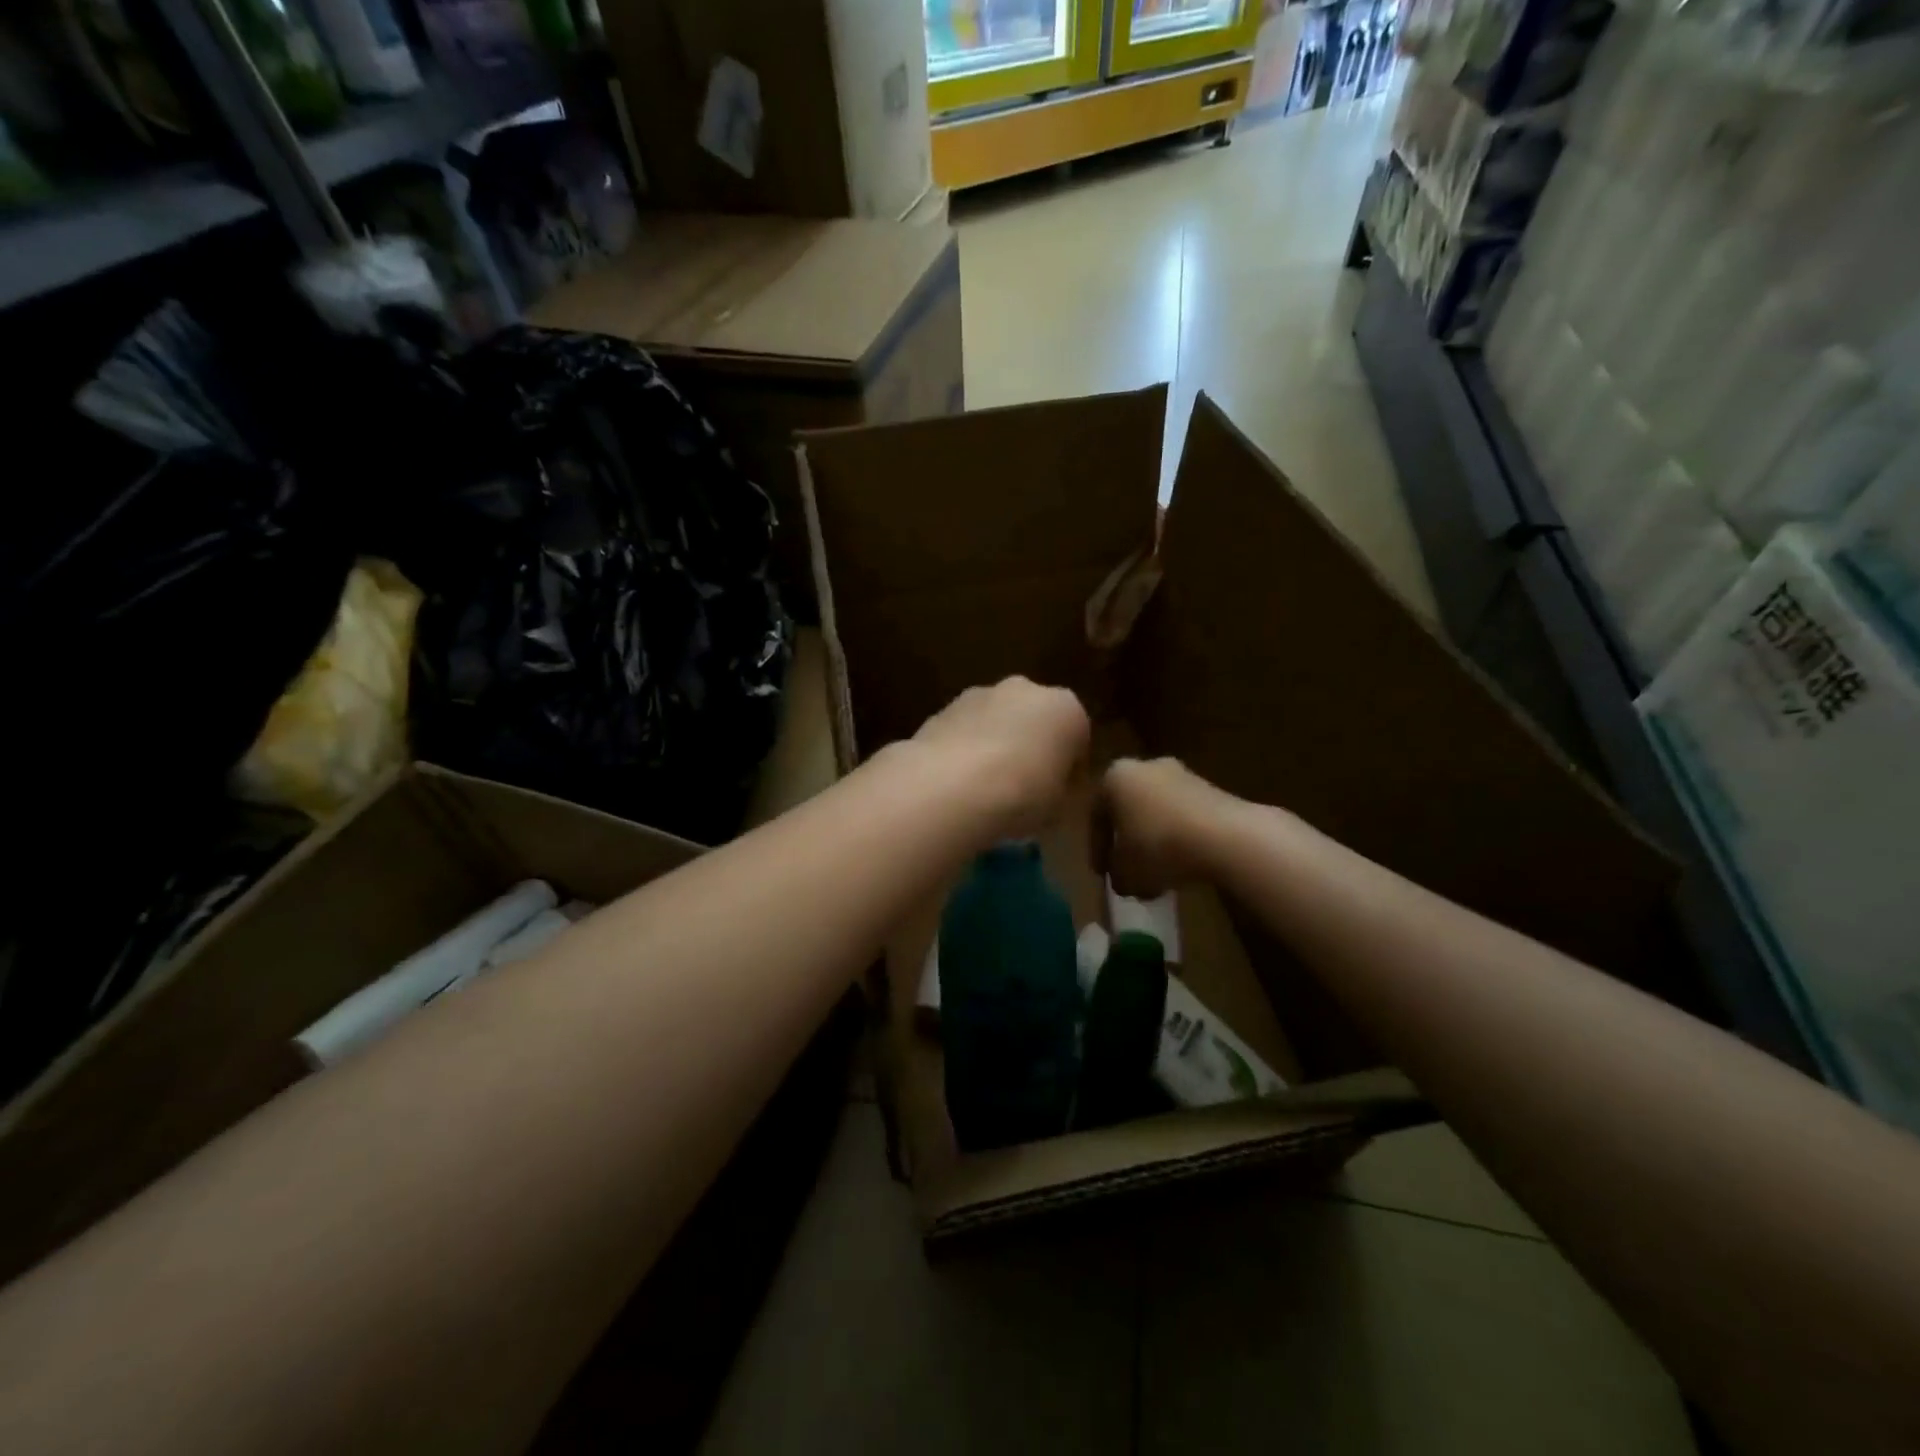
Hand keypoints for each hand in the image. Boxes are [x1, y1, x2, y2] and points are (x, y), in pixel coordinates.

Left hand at [908, 678, 1089, 841]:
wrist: (950, 788)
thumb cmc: (1022, 797)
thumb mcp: (1060, 810)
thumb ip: (1063, 795)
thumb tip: (1055, 796)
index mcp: (1067, 709)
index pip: (1078, 740)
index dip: (1070, 773)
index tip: (1059, 801)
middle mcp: (1025, 689)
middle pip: (1035, 722)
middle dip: (1031, 750)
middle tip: (1023, 792)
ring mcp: (979, 694)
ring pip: (996, 723)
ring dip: (995, 748)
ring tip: (985, 792)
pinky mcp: (942, 708)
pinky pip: (964, 733)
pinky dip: (963, 752)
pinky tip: (956, 785)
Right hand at [1098, 757, 1232, 898]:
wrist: (1225, 836)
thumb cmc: (1159, 847)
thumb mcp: (1126, 873)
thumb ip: (1118, 876)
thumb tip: (1122, 880)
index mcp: (1115, 777)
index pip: (1096, 816)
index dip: (1098, 849)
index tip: (1104, 875)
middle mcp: (1145, 766)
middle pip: (1129, 810)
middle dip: (1128, 841)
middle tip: (1129, 870)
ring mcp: (1183, 774)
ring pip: (1159, 812)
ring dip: (1156, 840)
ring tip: (1160, 873)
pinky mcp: (1213, 788)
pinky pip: (1186, 816)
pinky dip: (1181, 838)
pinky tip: (1185, 864)